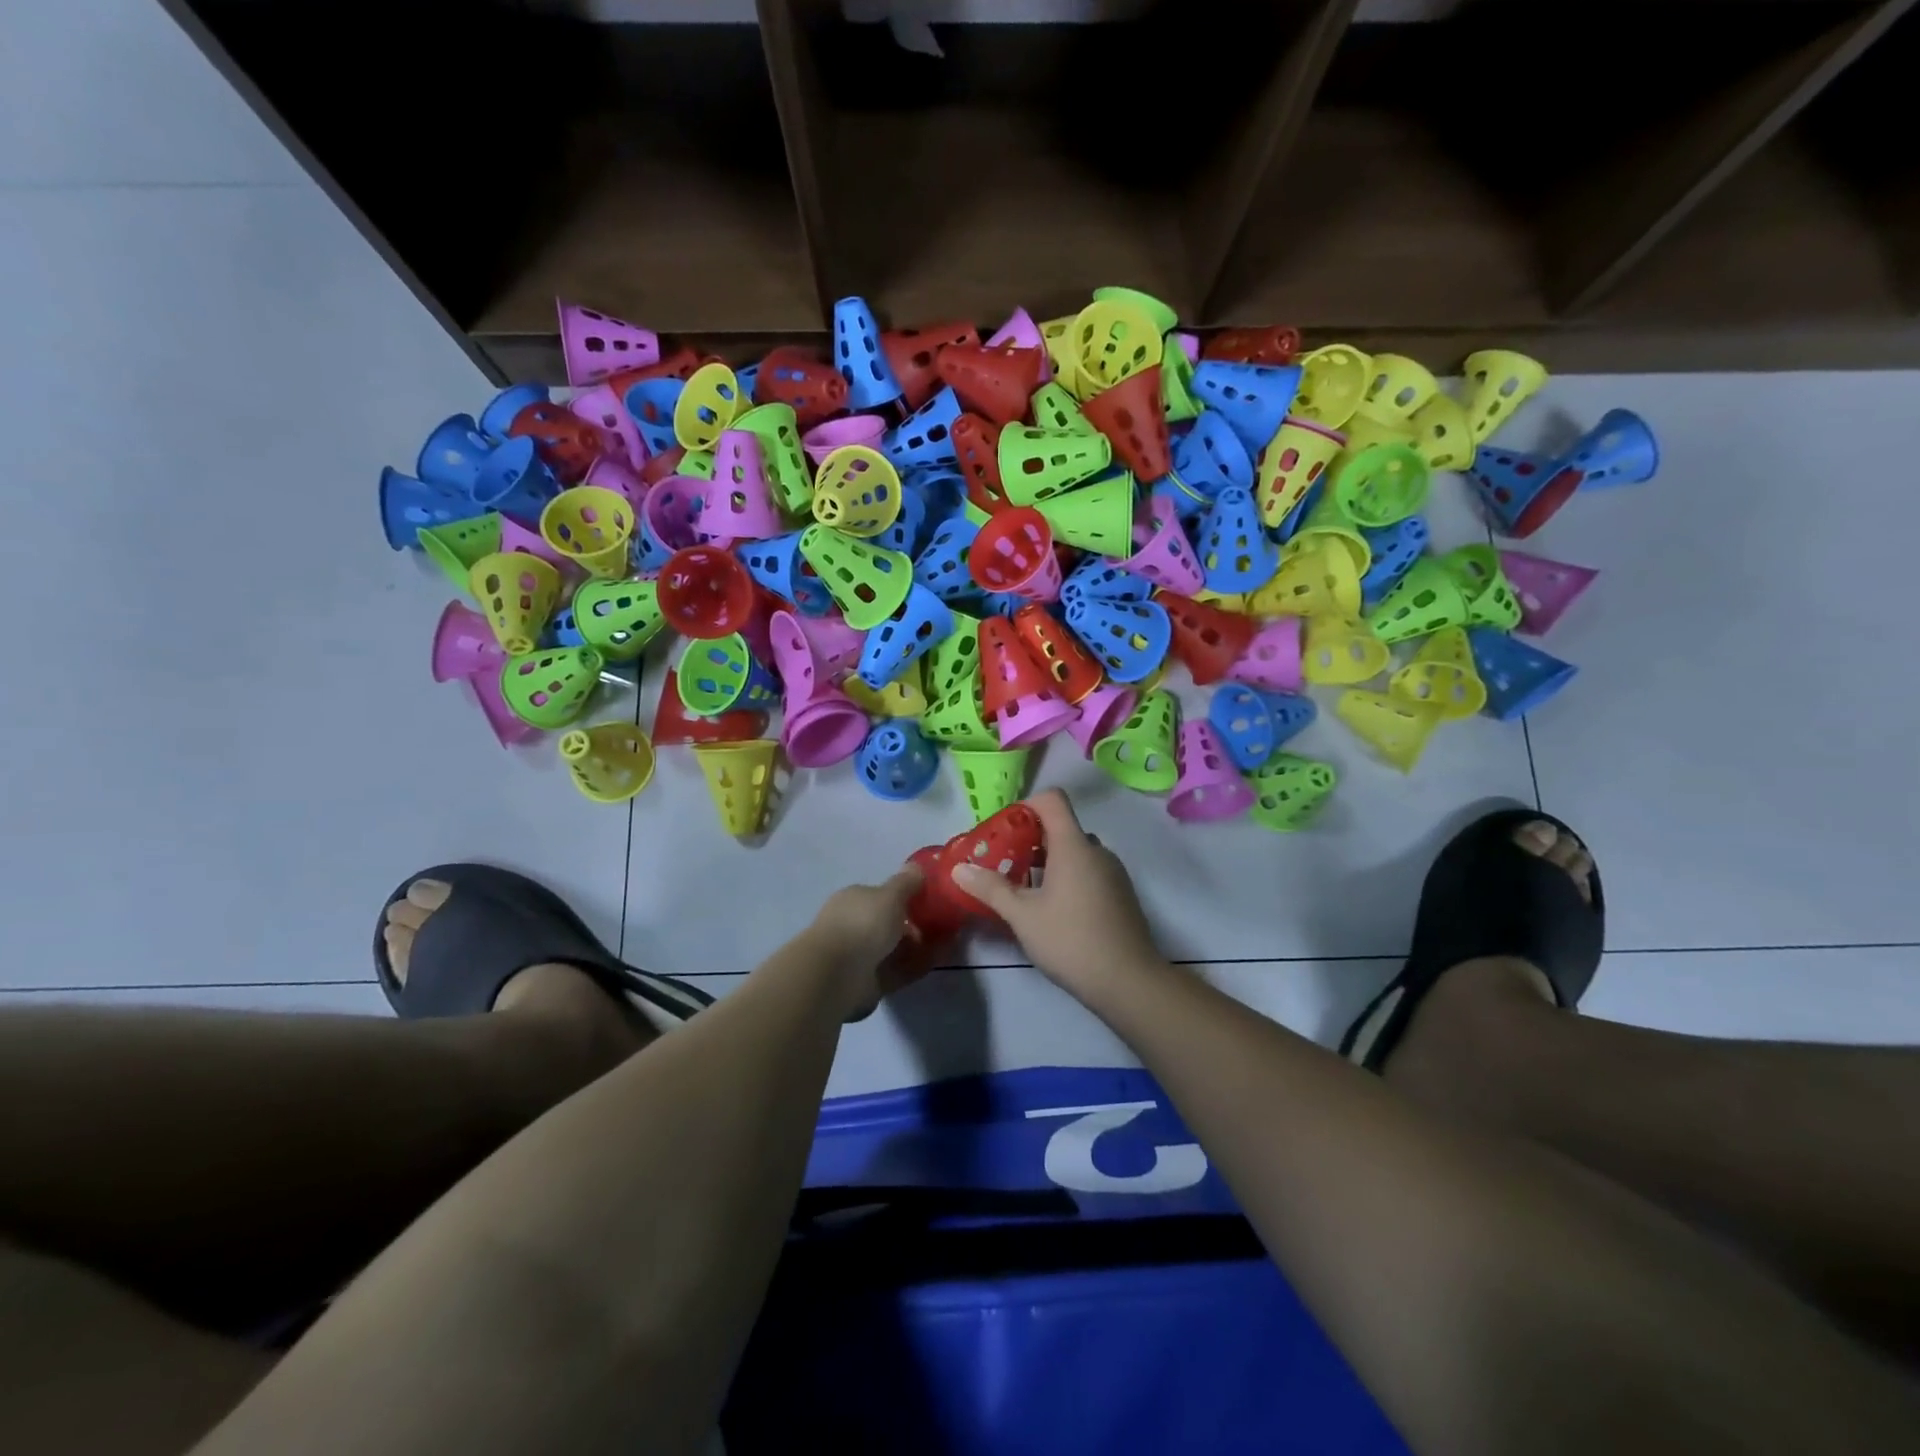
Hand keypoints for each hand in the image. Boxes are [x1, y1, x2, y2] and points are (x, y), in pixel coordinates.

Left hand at [804, 866, 931, 1018]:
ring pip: (896, 948)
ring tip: (950, 942)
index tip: (932, 899)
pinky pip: (899, 970)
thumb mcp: (890, 895)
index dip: (907, 897)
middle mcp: (855, 926)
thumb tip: (918, 866)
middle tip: (945, 923)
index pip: (882, 895)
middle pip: (890, 923)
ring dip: (921, 946)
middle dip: (916, 923)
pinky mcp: (870, 982)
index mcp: (854, 900)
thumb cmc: (863, 924)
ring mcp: (861, 956)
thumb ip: (906, 882)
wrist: (838, 975)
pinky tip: (939, 959)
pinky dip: (918, 965)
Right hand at [951, 789, 1162, 992]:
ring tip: (1024, 890)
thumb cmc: (1071, 940)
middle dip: (1031, 840)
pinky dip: (1069, 878)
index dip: (1026, 805)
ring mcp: (1114, 873)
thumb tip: (960, 868)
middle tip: (1005, 864)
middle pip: (1062, 828)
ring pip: (1077, 853)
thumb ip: (991, 888)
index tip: (1004, 829)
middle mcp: (1097, 851)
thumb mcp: (1023, 916)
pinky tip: (1054, 911)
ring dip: (1050, 862)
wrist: (1129, 981)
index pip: (1052, 800)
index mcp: (1074, 845)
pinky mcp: (1121, 895)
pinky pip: (1090, 872)